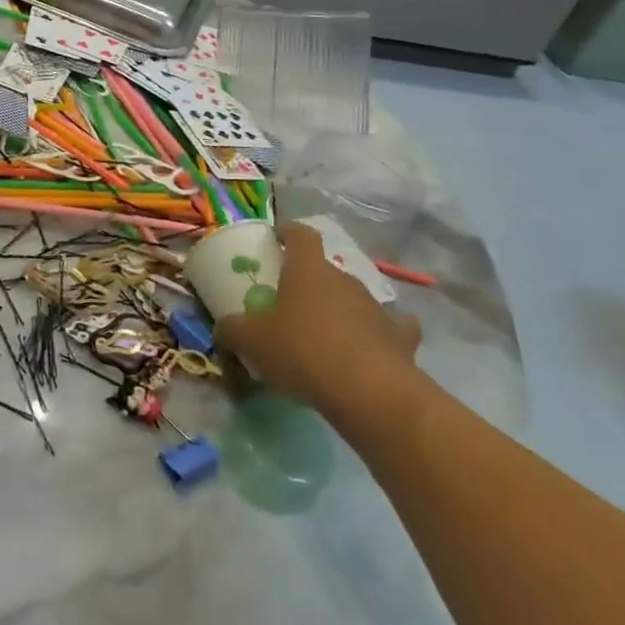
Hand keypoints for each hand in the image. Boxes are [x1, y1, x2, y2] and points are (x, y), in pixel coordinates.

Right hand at [215, 222, 423, 429]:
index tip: (277, 238)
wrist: (370, 393)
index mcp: (308, 269)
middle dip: (310, 283)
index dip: (288, 232)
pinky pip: (393, 328)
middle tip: (291, 304)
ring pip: (354, 298)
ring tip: (325, 336)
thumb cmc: (303, 351)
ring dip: (341, 310)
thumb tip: (222, 330)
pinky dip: (383, 334)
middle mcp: (345, 279)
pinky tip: (372, 348)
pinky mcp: (402, 338)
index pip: (301, 234)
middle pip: (325, 270)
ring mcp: (377, 307)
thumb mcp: (252, 341)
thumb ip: (232, 330)